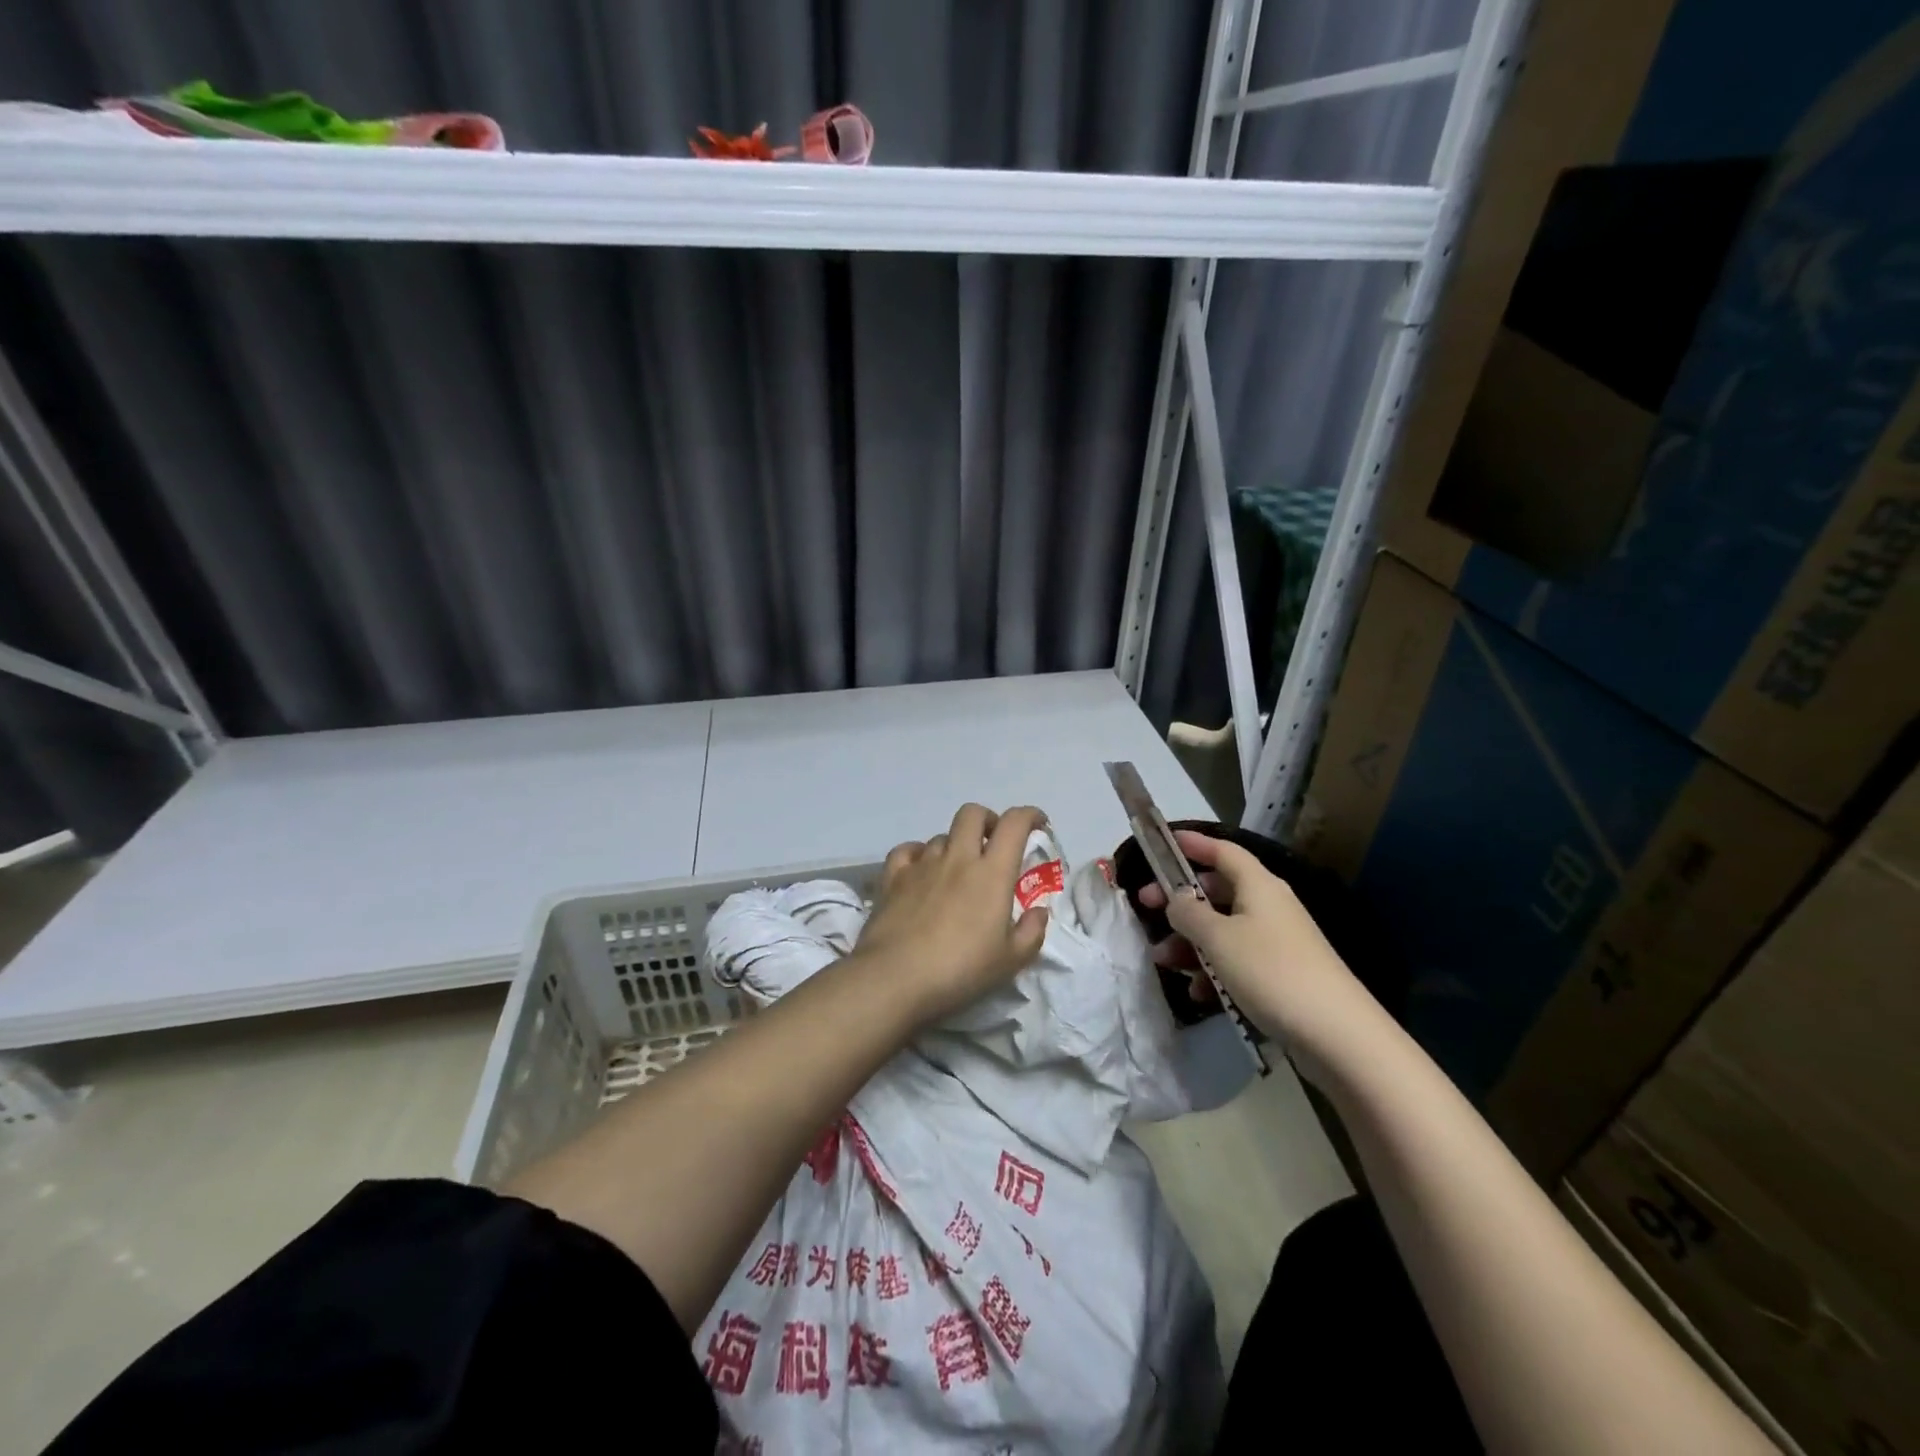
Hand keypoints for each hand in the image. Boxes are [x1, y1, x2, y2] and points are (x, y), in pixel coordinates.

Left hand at [854, 804, 1050, 1023]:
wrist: (895, 978)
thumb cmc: (960, 970)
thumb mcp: (1010, 961)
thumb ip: (1031, 932)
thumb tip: (1039, 911)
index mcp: (991, 873)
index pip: (1014, 824)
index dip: (1029, 815)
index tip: (1038, 825)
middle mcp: (957, 858)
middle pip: (972, 814)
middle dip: (988, 820)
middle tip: (994, 843)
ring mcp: (921, 865)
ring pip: (941, 836)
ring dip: (955, 845)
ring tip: (957, 871)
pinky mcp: (892, 878)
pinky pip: (907, 850)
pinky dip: (919, 854)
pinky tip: (921, 871)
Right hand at [1139, 831, 1392, 1083]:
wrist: (1338, 1035)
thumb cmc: (1272, 971)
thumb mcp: (1218, 938)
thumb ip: (1188, 913)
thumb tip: (1176, 898)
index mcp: (1258, 886)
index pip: (1223, 851)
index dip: (1194, 843)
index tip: (1164, 842)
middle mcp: (1269, 906)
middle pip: (1218, 892)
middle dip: (1180, 902)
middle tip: (1145, 908)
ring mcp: (1277, 942)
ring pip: (1223, 930)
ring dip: (1191, 942)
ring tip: (1163, 962)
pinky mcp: (1280, 975)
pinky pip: (1237, 961)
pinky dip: (1213, 971)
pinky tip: (1197, 993)